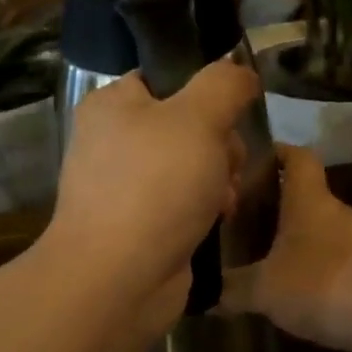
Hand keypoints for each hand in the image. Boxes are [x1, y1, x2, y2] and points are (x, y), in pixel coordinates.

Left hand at [43, 58, 260, 336]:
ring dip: (220, 178)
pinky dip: (205, 209)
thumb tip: (239, 72)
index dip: (207, 92)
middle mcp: (114, 140)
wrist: (117, 279)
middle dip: (221, 144)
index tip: (233, 112)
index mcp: (113, 104)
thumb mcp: (197, 118)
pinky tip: (218, 221)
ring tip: (224, 199)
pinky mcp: (139, 224)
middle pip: (187, 124)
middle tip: (228, 164)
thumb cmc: (155, 186)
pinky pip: (184, 202)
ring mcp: (125, 185)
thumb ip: (224, 84)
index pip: (167, 77)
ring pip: (192, 165)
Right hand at [219, 145, 351, 351]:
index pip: (295, 156)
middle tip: (229, 219)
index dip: (273, 151)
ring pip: (310, 233)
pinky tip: (281, 292)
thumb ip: (230, 290)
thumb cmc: (329, 286)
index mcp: (309, 202)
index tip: (242, 160)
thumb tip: (198, 293)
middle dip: (266, 204)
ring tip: (247, 257)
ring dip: (284, 241)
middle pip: (298, 197)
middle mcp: (332, 215)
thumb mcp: (266, 289)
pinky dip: (303, 271)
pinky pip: (325, 264)